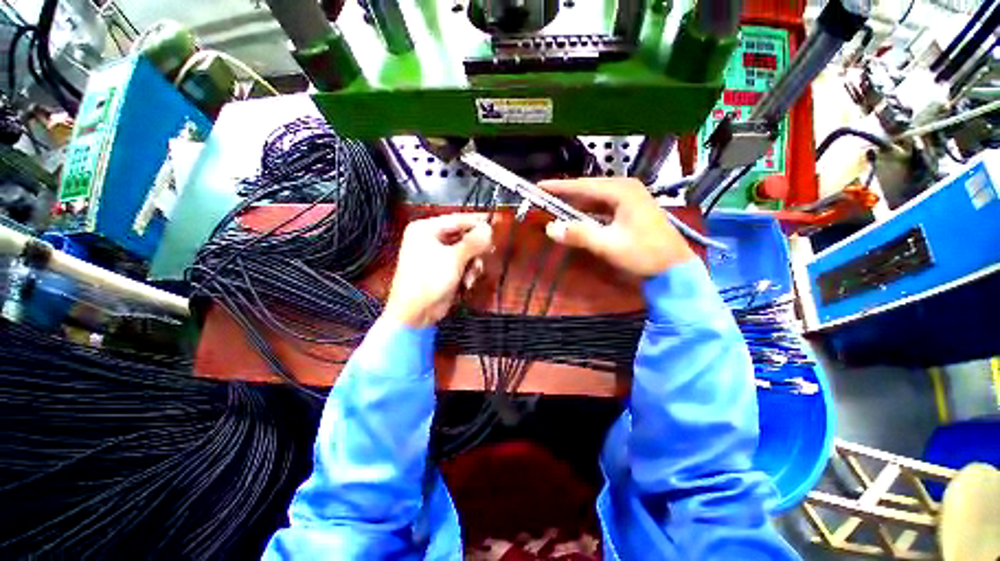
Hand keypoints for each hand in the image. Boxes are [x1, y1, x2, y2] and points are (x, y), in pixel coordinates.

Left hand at [384, 213, 492, 327]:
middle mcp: (431, 239)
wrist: (415, 313)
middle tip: (488, 252)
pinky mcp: (444, 270)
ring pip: (466, 252)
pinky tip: (466, 283)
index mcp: (426, 229)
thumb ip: (474, 242)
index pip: (457, 219)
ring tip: (471, 276)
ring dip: (473, 264)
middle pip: (463, 236)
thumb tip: (489, 229)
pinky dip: (468, 273)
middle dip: (475, 249)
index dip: (477, 221)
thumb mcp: (453, 258)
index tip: (495, 223)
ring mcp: (438, 256)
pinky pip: (463, 265)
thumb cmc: (429, 280)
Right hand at [540, 178, 694, 276]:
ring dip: (577, 204)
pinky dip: (589, 211)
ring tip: (557, 207)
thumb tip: (550, 228)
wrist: (674, 267)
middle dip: (567, 194)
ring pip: (596, 197)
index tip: (540, 186)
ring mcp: (630, 197)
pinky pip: (603, 205)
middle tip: (545, 198)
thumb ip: (579, 235)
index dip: (560, 186)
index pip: (583, 185)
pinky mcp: (631, 208)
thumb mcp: (608, 245)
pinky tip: (579, 216)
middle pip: (589, 188)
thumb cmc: (644, 253)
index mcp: (622, 191)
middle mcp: (626, 188)